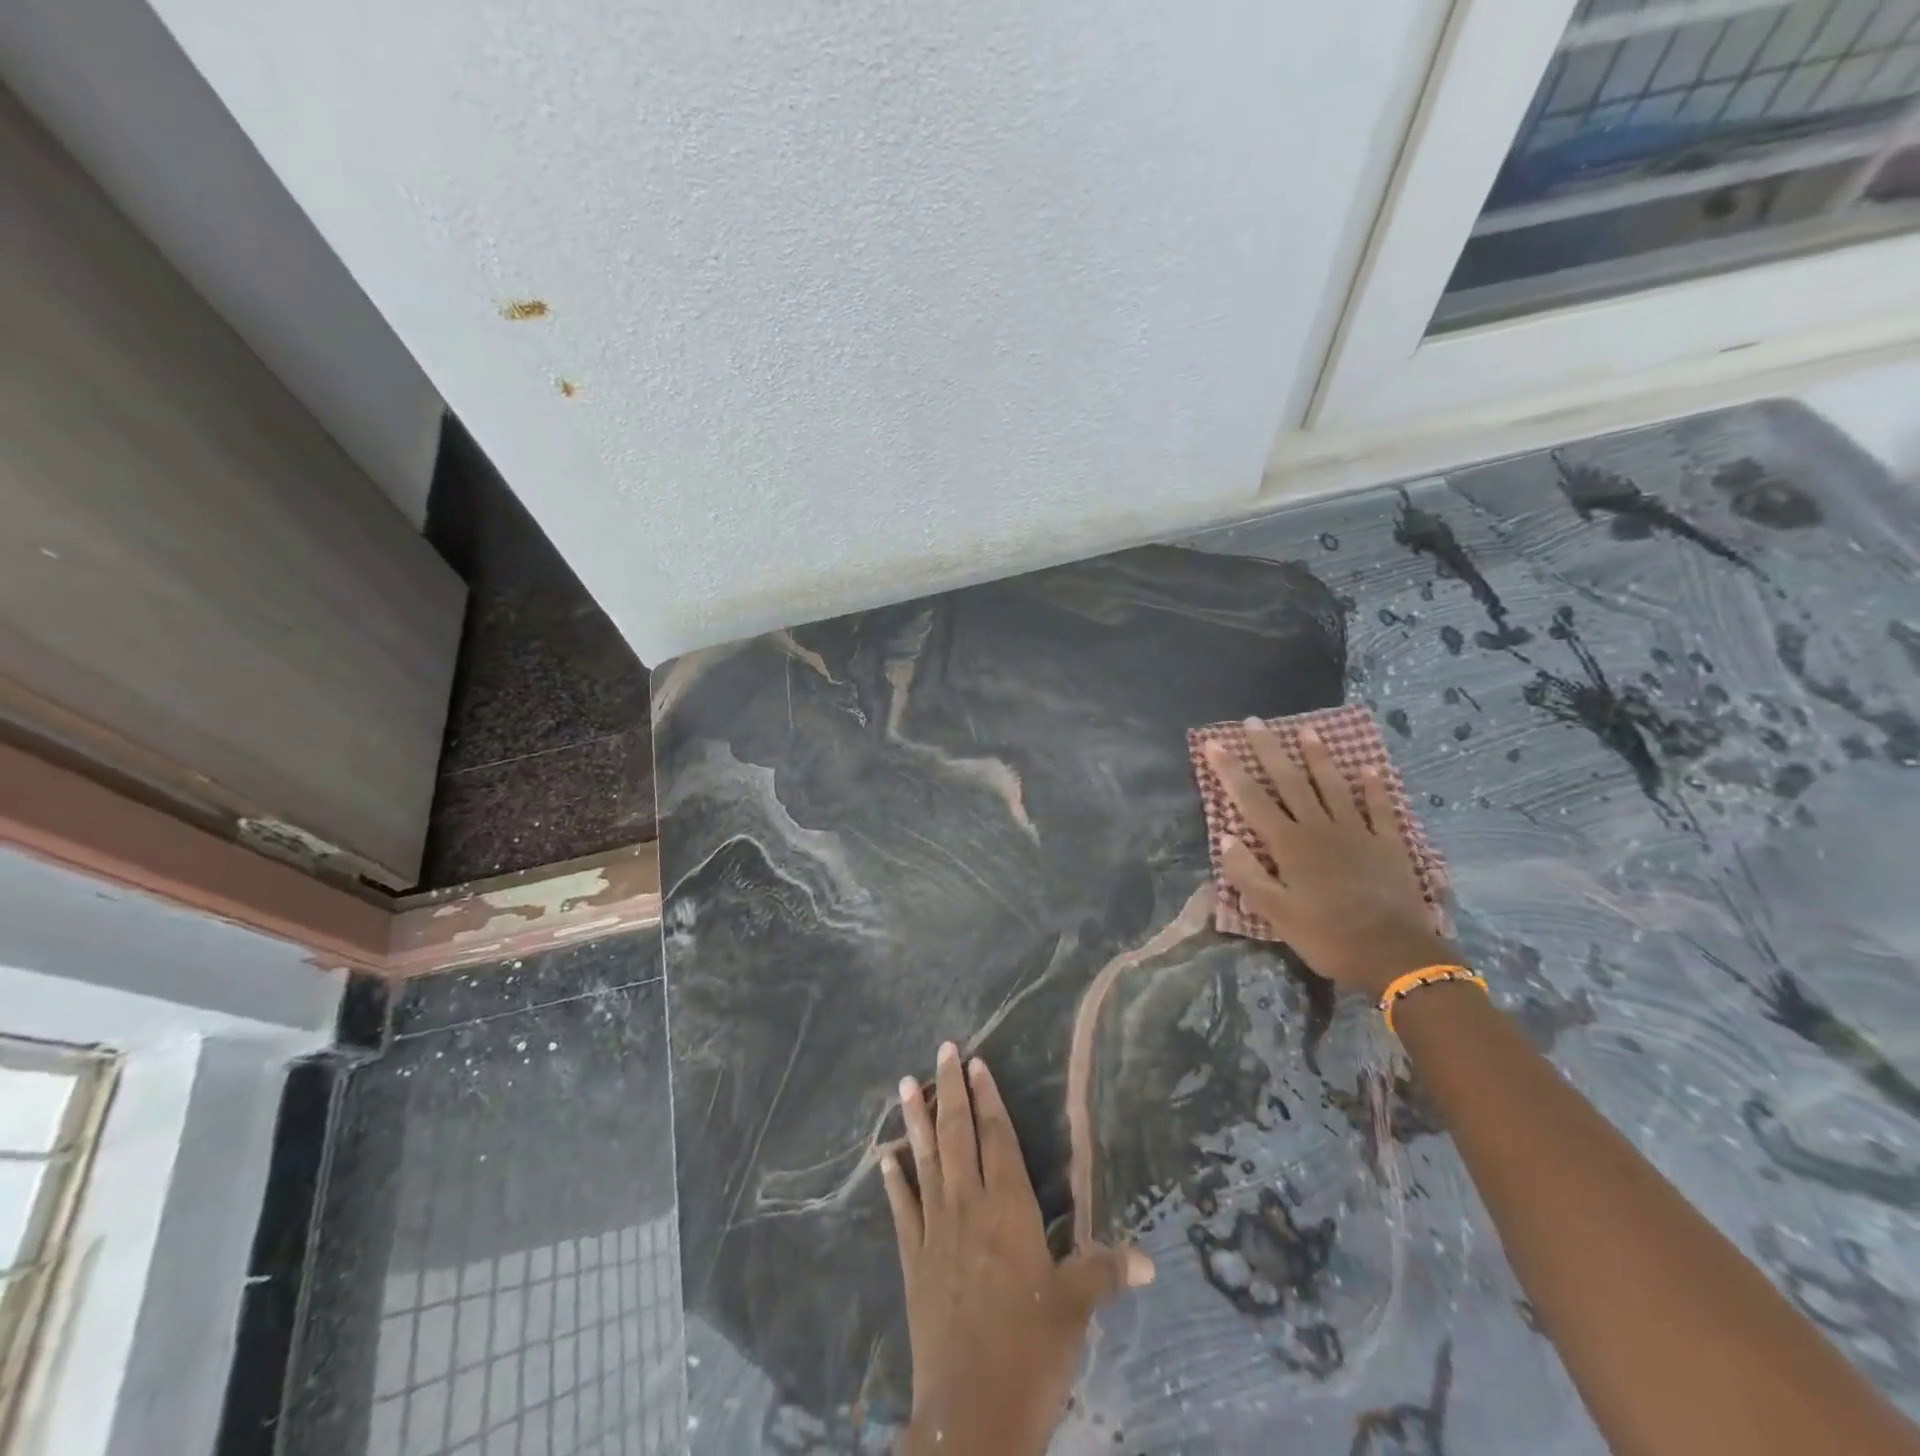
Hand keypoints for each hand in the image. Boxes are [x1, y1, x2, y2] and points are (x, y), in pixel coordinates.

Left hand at [884, 1043, 1152, 1455]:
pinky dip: (894, 1181)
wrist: (972, 1410)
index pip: (998, 1138)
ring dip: (916, 1120)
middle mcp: (969, 1207)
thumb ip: (1104, 1271)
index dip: (988, 1097)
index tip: (976, 1062)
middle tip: (942, 1049)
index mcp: (1009, 1209)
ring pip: (925, 1160)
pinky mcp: (914, 1260)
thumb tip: (1148, 1258)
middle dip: (951, 1090)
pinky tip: (884, 1158)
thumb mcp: (1074, 1308)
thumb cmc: (1031, 1352)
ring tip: (907, 1082)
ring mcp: (937, 1231)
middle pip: (958, 1135)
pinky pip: (903, 1209)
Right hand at [1205, 724, 1453, 998]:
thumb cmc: (1327, 936)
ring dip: (1319, 758)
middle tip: (1255, 722)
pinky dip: (1375, 787)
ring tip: (1307, 731)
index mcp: (1289, 845)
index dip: (1231, 770)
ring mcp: (1357, 832)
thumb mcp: (1276, 914)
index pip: (1252, 799)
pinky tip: (1371, 769)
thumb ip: (1248, 875)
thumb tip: (1225, 837)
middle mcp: (1320, 828)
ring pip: (1333, 786)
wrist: (1395, 955)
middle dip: (1269, 751)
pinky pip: (1380, 808)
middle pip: (1290, 782)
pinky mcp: (1388, 843)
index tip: (1215, 743)